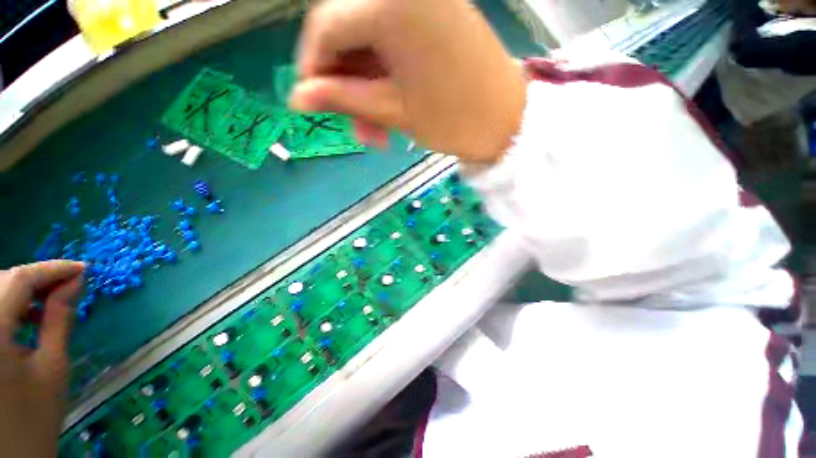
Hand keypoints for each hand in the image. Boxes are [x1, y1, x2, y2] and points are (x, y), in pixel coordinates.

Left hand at [0, 261, 83, 456]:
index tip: (83, 269)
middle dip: (37, 279)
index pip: (19, 280)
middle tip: (69, 286)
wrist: (9, 452)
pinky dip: (9, 304)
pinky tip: (26, 318)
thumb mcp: (53, 367)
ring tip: (49, 303)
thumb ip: (60, 320)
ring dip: (23, 291)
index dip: (52, 269)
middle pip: (3, 281)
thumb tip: (76, 282)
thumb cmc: (34, 415)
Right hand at [290, 0, 526, 161]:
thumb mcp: (391, 111)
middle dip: (345, 83)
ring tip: (377, 130)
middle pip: (347, 31)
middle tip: (356, 127)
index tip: (312, 103)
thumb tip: (296, 97)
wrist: (506, 121)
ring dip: (365, 87)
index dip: (313, 68)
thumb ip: (341, 98)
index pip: (324, 26)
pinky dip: (384, 75)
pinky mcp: (436, 14)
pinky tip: (391, 105)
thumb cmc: (451, 120)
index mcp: (390, 2)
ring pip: (369, 41)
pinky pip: (392, 41)